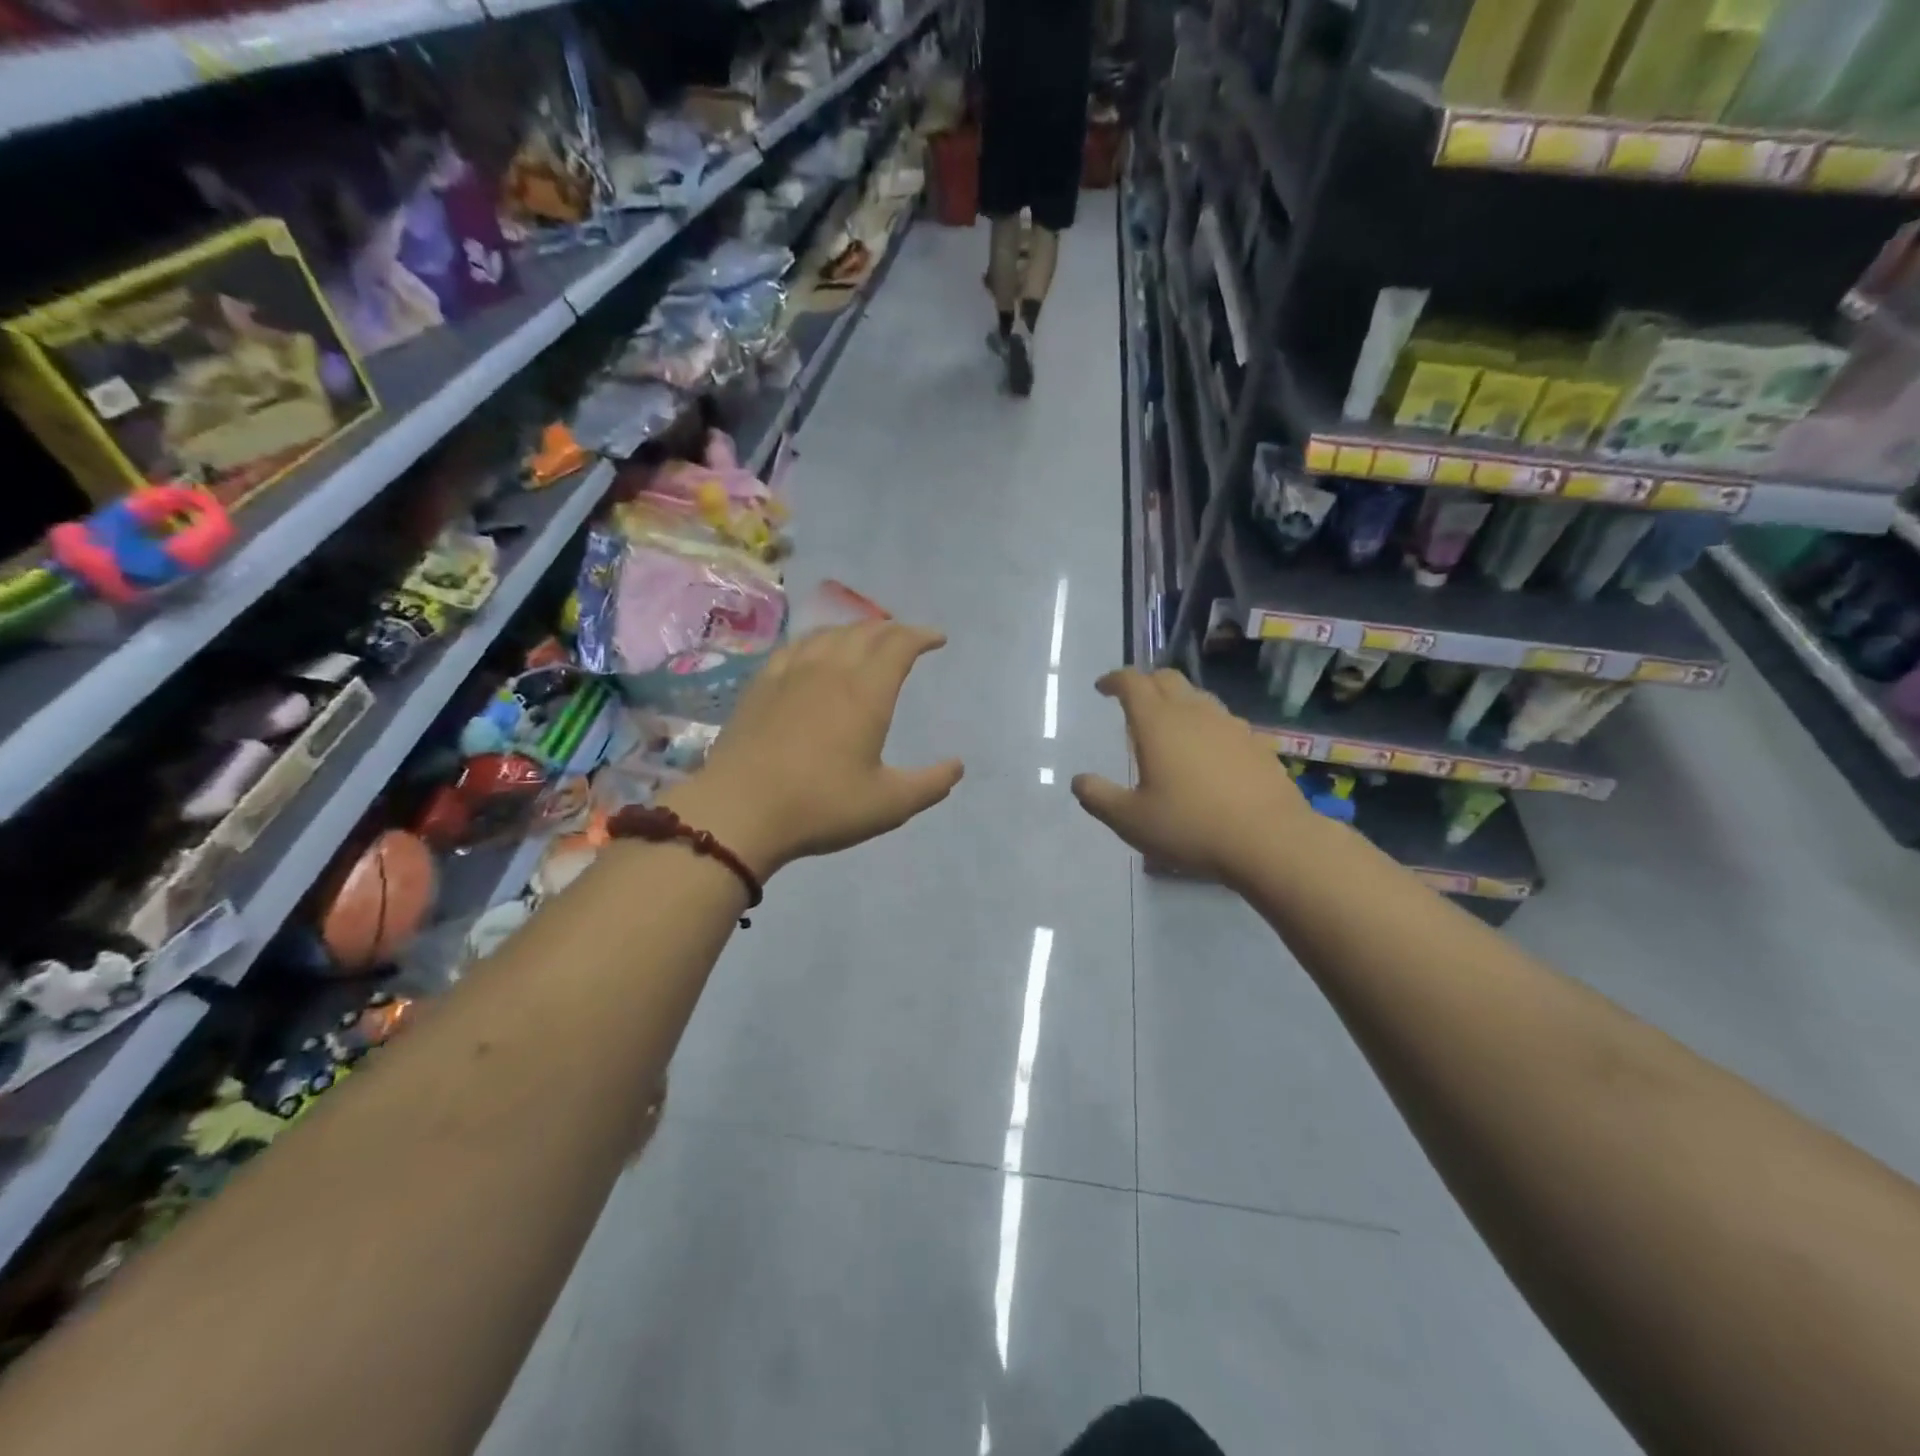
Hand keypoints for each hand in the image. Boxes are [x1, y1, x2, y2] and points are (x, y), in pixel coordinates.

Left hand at [662, 621, 963, 877]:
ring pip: (830, 633)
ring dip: (856, 631)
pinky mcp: (761, 684)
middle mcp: (831, 669)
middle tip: (907, 639)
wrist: (739, 811)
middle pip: (866, 631)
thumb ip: (930, 784)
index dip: (922, 636)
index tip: (937, 639)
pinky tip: (814, 652)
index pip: (899, 645)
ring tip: (866, 640)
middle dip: (893, 630)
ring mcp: (791, 673)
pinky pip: (796, 646)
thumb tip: (957, 766)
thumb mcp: (889, 804)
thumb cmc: (821, 806)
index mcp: (866, 692)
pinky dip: (818, 640)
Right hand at [1072, 667, 1323, 885]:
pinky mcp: (1256, 744)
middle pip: (1167, 679)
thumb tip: (1079, 781)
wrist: (1270, 840)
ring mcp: (1230, 726)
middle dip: (1146, 683)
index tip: (1103, 688)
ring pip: (1198, 697)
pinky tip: (1206, 752)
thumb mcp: (1131, 820)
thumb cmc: (1191, 826)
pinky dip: (1205, 725)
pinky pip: (1223, 721)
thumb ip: (1099, 797)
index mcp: (1158, 723)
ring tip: (1168, 726)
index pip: (1132, 682)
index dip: (1114, 680)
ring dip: (1177, 702)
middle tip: (1132, 701)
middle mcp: (1194, 713)